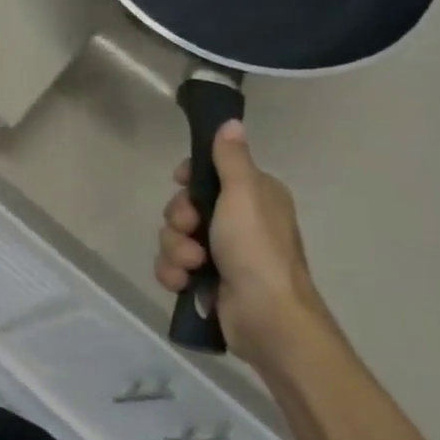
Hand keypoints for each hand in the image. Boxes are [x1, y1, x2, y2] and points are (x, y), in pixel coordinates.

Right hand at [154, 120, 328, 367]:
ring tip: (193, 266)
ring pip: (174, 237)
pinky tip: (184, 282)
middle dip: (178, 220)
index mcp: (254, 197)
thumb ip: (230, 159)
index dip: (189, 179)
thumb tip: (231, 122)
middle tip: (190, 228)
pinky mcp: (205, 281)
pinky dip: (173, 273)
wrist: (266, 316)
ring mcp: (220, 253)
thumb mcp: (243, 194)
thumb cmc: (256, 249)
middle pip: (184, 206)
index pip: (209, 174)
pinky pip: (172, 265)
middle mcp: (237, 222)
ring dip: (175, 250)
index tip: (181, 183)